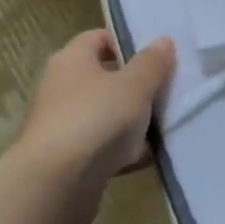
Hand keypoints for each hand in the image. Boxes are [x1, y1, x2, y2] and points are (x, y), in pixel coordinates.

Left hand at [16, 29, 175, 195]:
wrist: (56, 184)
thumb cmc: (96, 119)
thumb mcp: (134, 86)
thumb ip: (152, 63)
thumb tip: (163, 41)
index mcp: (72, 61)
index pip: (98, 38)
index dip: (126, 43)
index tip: (155, 57)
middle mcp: (62, 88)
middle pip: (105, 78)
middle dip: (137, 86)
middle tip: (168, 91)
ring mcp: (64, 125)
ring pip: (107, 115)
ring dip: (134, 122)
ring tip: (166, 126)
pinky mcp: (69, 159)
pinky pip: (104, 147)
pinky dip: (124, 151)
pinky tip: (148, 158)